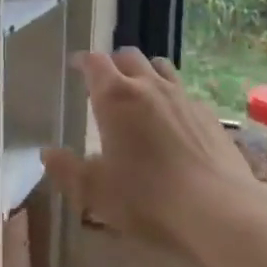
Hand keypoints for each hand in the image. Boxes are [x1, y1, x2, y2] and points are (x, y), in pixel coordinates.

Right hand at [43, 49, 254, 248]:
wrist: (219, 210)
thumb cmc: (147, 198)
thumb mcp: (94, 192)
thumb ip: (66, 170)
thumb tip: (47, 153)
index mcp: (115, 97)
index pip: (95, 62)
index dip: (83, 61)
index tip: (75, 66)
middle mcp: (149, 86)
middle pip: (128, 56)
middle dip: (113, 63)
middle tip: (104, 81)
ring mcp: (183, 97)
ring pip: (160, 67)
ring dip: (145, 72)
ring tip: (139, 92)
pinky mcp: (208, 114)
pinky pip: (184, 92)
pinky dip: (171, 97)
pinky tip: (172, 121)